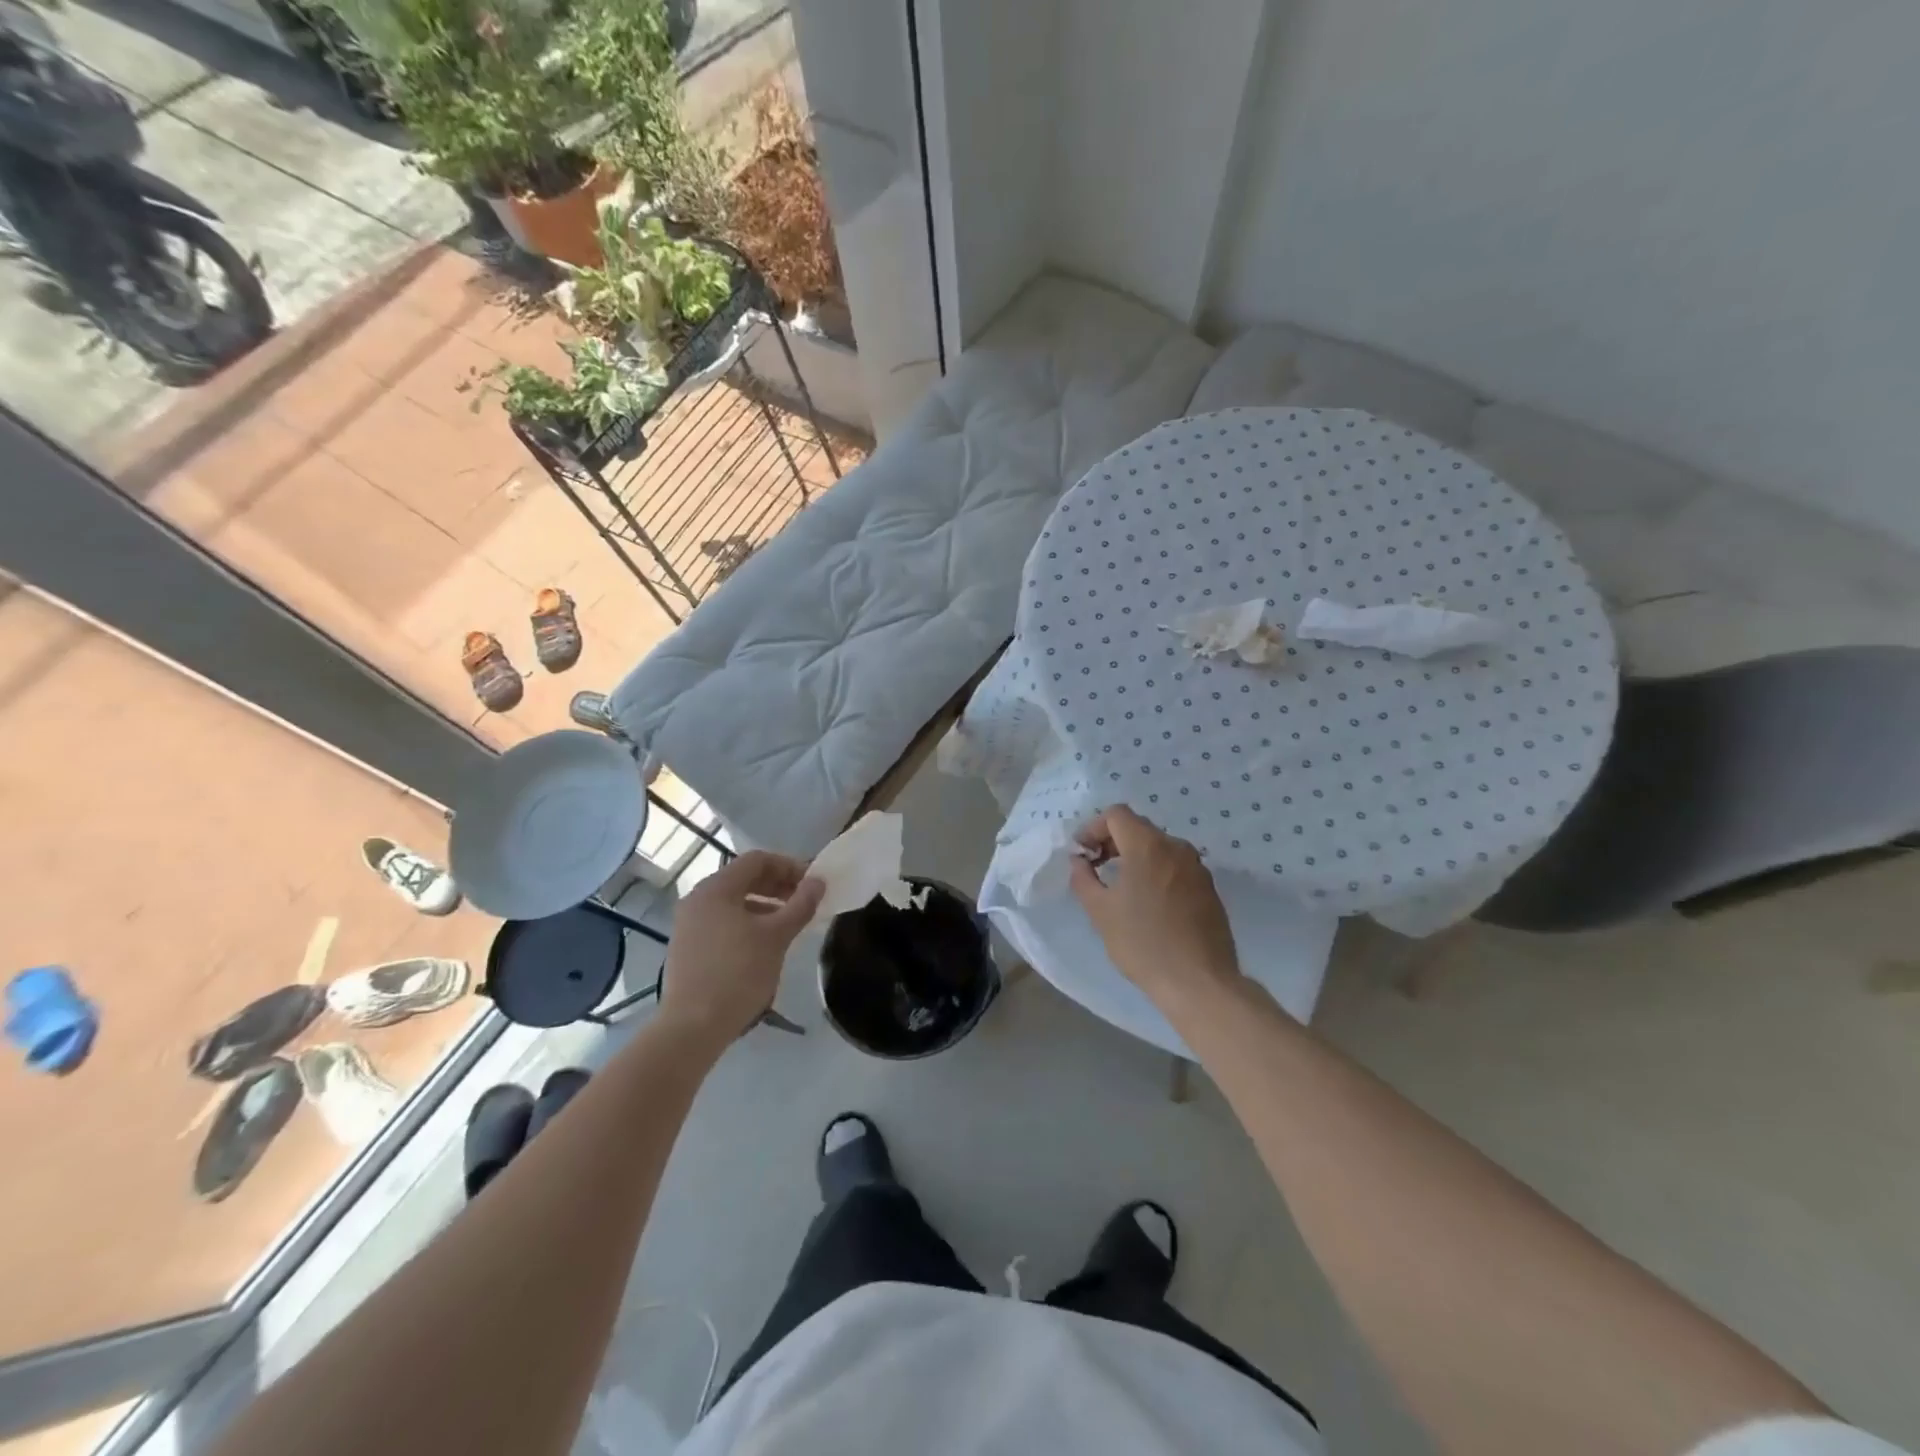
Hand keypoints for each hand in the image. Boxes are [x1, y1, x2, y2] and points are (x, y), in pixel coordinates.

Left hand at [660, 851, 822, 1051]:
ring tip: (788, 924)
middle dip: (777, 885)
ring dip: (764, 905)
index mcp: (716, 888)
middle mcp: (697, 899)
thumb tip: (818, 881)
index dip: (789, 866)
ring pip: (733, 902)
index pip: (757, 860)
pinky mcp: (687, 947)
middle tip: (804, 901)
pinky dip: (746, 922)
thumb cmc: (738, 974)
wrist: (692, 1028)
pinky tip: (764, 944)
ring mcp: (688, 924)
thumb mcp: (777, 937)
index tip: (812, 884)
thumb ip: (800, 905)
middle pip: (743, 878)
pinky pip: (722, 921)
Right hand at [1070, 806, 1239, 1005]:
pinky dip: (1156, 872)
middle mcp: (1176, 847)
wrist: (1199, 982)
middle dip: (1112, 841)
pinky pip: (1176, 867)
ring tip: (1121, 887)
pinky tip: (1149, 904)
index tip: (1082, 854)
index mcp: (1148, 846)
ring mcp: (1197, 867)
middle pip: (1138, 828)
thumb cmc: (1143, 944)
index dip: (1093, 828)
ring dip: (1135, 857)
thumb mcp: (1100, 911)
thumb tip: (1080, 861)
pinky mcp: (1209, 888)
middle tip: (1096, 868)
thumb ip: (1083, 878)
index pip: (1116, 814)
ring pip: (1159, 847)